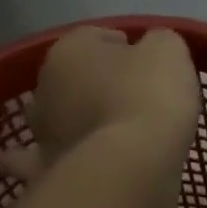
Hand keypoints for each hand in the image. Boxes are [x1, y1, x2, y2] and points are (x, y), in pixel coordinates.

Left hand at [1, 26, 198, 181]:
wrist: (130, 167)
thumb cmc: (148, 97)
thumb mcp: (168, 51)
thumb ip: (158, 42)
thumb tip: (150, 51)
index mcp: (70, 50)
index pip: (98, 37)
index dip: (126, 47)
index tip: (150, 65)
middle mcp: (45, 86)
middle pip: (74, 77)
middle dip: (96, 84)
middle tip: (134, 98)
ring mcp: (40, 131)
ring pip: (56, 118)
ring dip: (71, 120)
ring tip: (102, 133)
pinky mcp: (44, 170)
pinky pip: (38, 162)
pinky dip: (43, 161)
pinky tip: (56, 163)